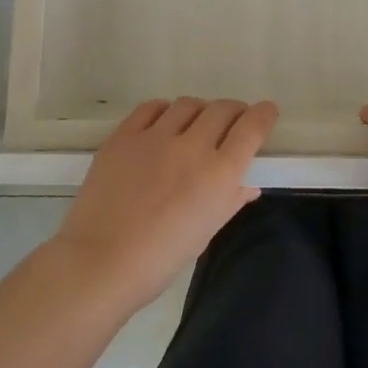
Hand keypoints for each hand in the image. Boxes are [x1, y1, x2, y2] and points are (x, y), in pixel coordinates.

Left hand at [55, 97, 276, 307]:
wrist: (100, 263)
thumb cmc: (161, 259)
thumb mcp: (205, 233)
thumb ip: (230, 201)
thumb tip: (248, 185)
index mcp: (219, 173)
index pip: (252, 127)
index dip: (264, 115)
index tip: (267, 112)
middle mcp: (192, 146)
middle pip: (222, 109)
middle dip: (234, 112)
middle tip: (232, 122)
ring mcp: (155, 137)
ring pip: (188, 104)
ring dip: (200, 111)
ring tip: (195, 124)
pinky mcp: (124, 136)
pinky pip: (151, 108)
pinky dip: (164, 111)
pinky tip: (163, 123)